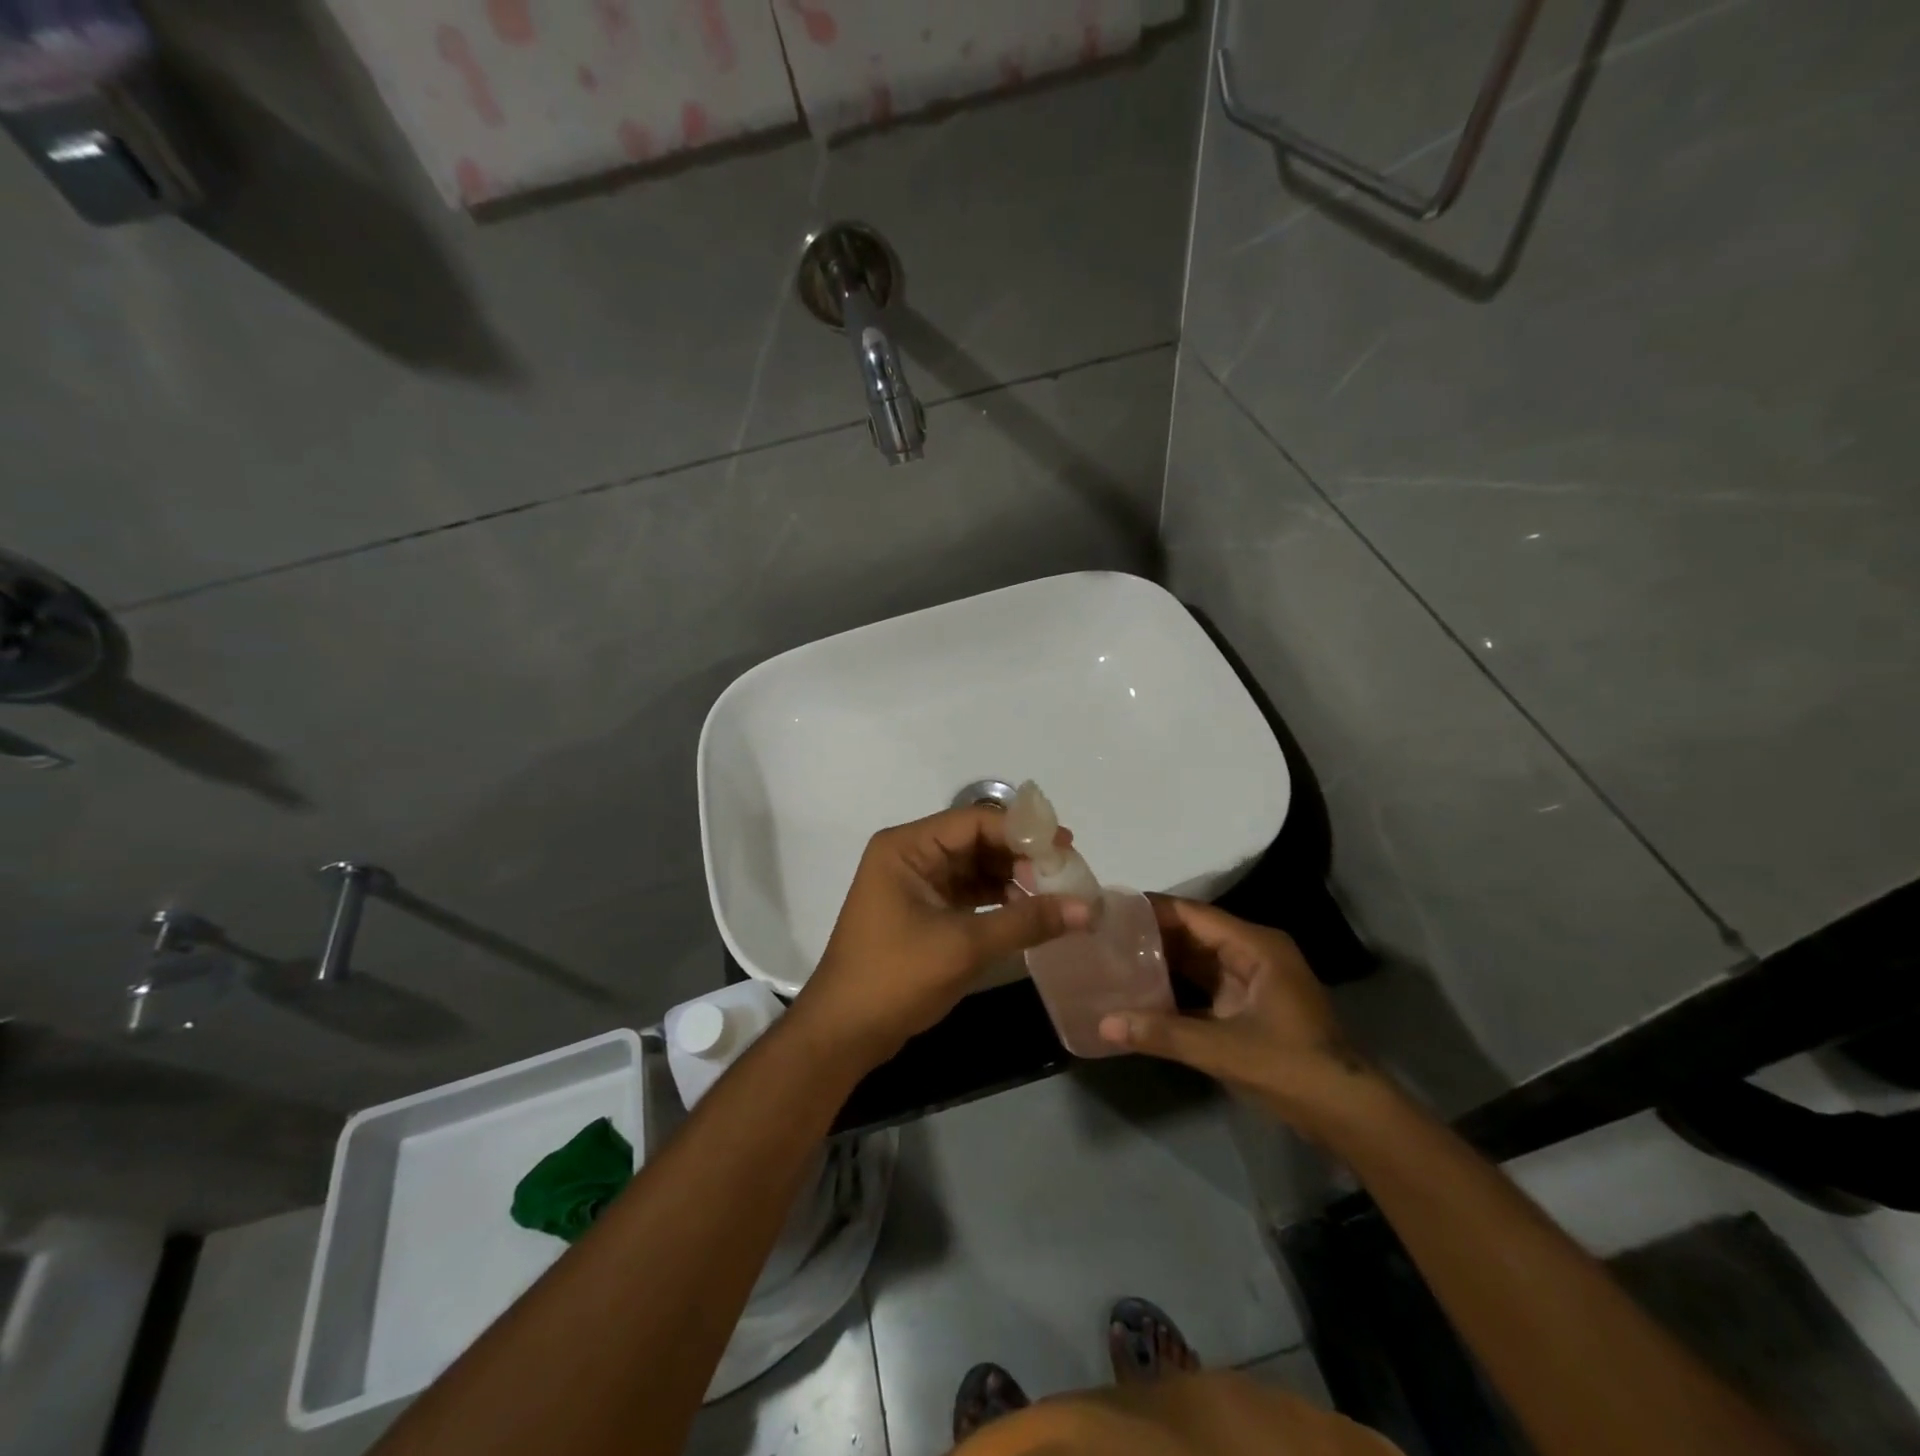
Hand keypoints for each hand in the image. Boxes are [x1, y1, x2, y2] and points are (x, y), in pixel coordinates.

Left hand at [794, 806, 1091, 1066]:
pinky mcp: (924, 910)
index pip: (976, 821)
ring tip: (1056, 896)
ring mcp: (917, 883)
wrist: (843, 1032)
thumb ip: (1026, 921)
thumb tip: (1088, 909)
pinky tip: (1030, 913)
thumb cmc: (895, 977)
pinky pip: (969, 893)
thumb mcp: (964, 946)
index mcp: (908, 847)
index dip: (1023, 832)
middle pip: (978, 840)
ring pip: (976, 867)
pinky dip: (999, 900)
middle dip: (1022, 856)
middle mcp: (911, 855)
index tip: (1066, 849)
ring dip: (1014, 878)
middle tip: (1067, 874)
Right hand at [1096, 898, 1383, 1131]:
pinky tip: (1140, 994)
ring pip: (1196, 960)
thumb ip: (1163, 1034)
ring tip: (1112, 958)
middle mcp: (1253, 954)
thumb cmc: (1292, 1067)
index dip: (1152, 910)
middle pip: (1193, 934)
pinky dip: (1175, 989)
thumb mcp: (1223, 1049)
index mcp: (1256, 946)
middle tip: (1102, 935)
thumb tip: (1104, 1024)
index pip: (1193, 914)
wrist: (1348, 1115)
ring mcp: (1252, 981)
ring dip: (1160, 962)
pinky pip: (1203, 986)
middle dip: (1151, 935)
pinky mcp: (1248, 1007)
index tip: (1109, 909)